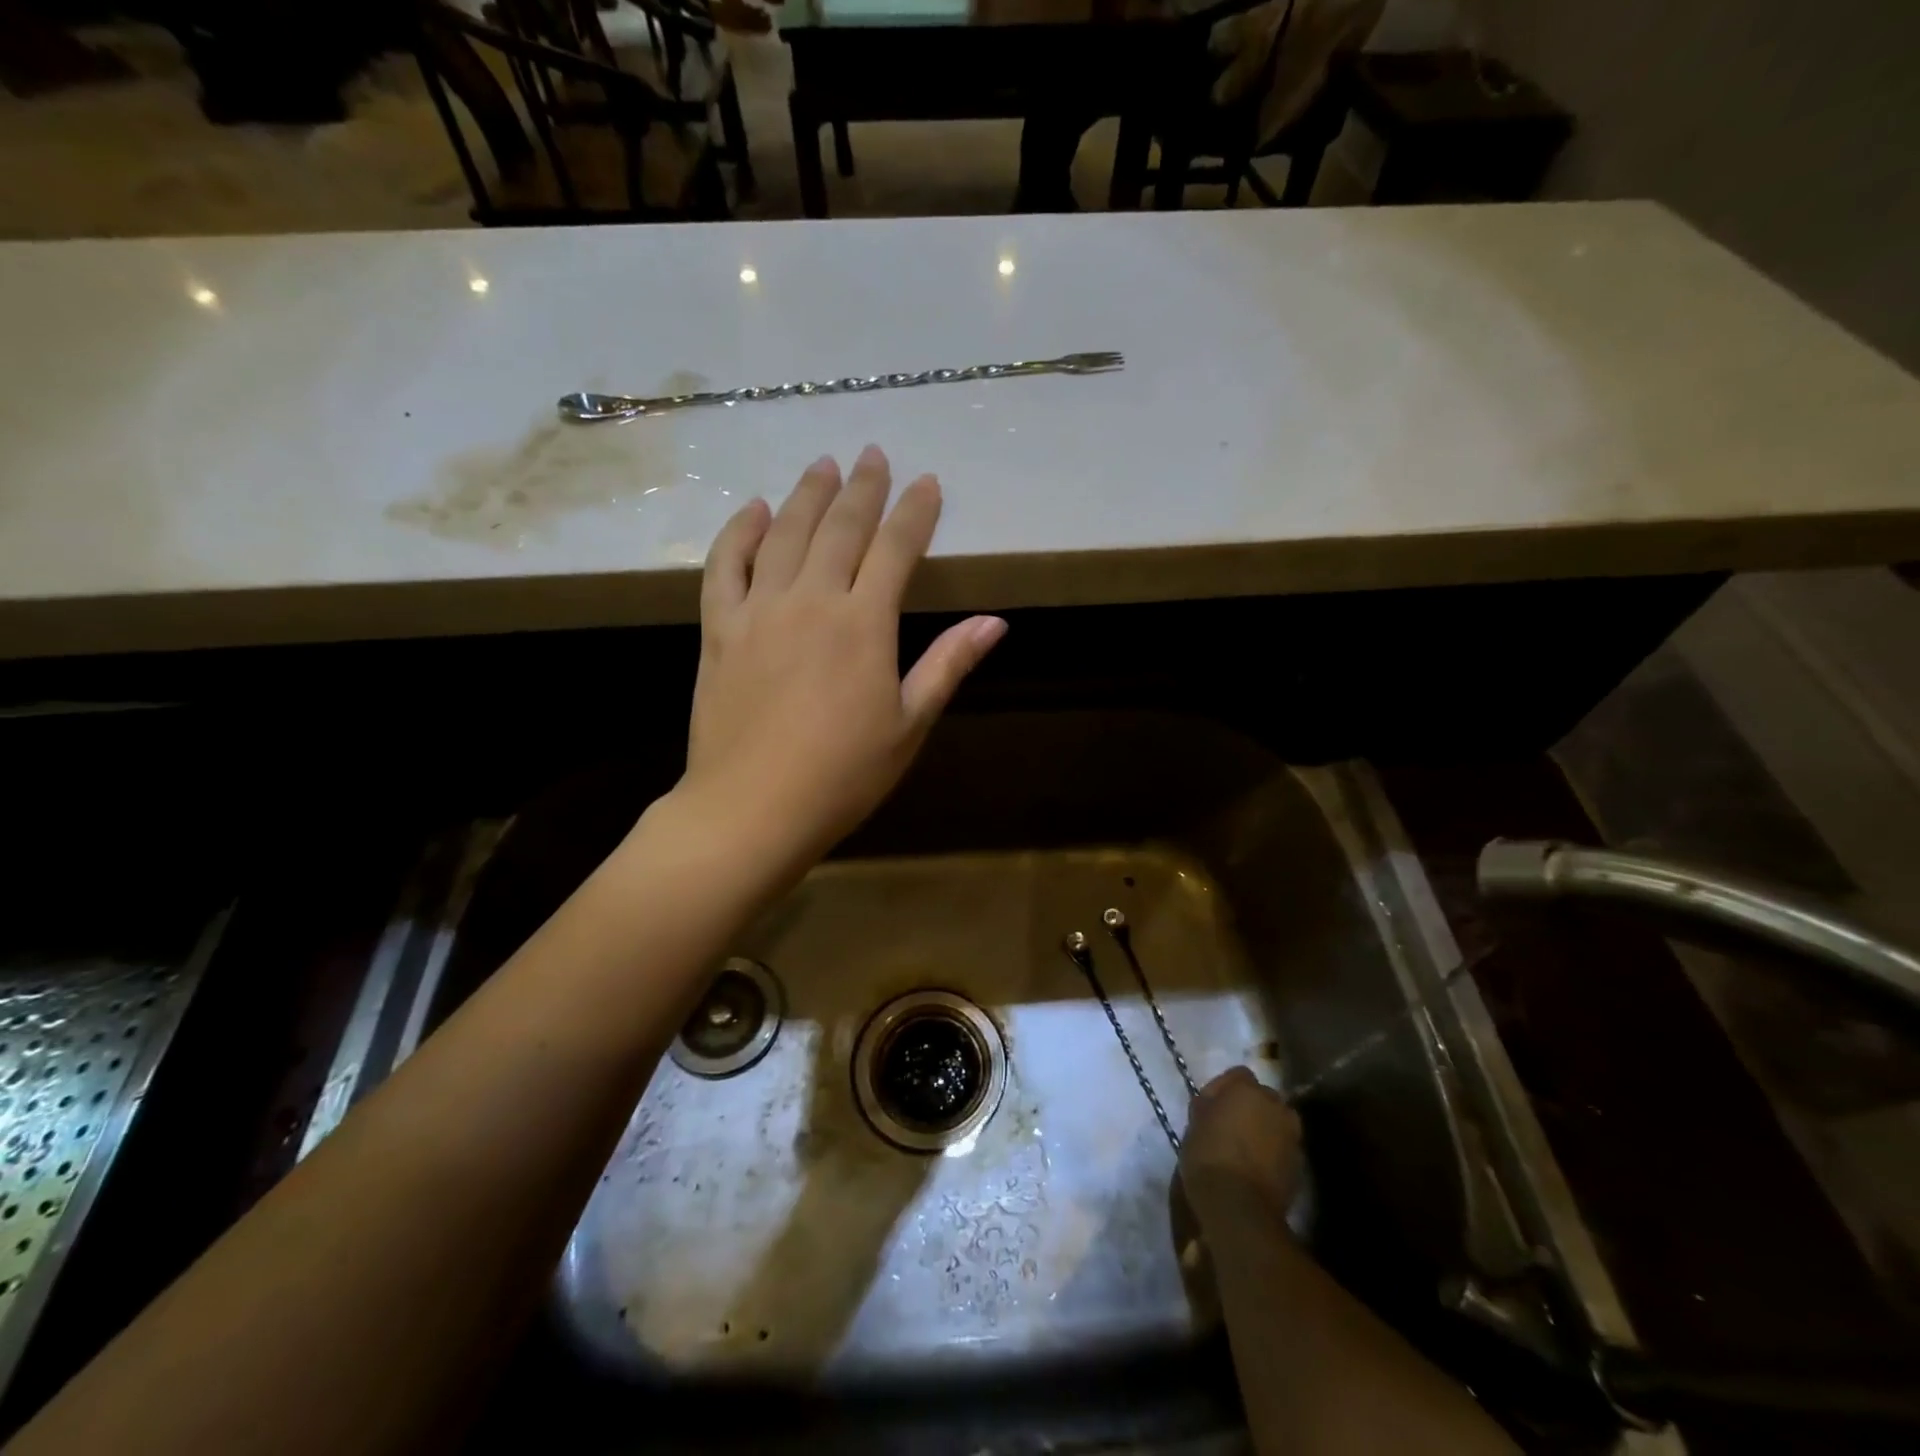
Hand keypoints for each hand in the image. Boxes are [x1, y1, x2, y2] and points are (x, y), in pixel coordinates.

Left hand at [681, 446, 1004, 874]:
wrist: (752, 808)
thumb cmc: (843, 775)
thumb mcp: (909, 725)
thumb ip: (948, 665)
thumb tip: (995, 622)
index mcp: (864, 624)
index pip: (896, 549)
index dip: (915, 512)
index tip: (927, 482)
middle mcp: (811, 600)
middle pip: (840, 527)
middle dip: (862, 487)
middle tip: (872, 454)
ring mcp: (758, 610)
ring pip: (785, 533)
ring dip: (807, 494)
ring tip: (822, 465)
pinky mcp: (718, 629)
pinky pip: (725, 565)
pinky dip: (740, 531)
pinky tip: (755, 510)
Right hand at [1180, 1067, 1303, 1224]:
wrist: (1238, 1207)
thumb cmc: (1208, 1156)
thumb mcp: (1195, 1122)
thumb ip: (1210, 1104)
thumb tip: (1216, 1102)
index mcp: (1247, 1089)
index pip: (1239, 1074)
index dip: (1225, 1088)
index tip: (1212, 1106)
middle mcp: (1275, 1105)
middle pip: (1263, 1097)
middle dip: (1250, 1106)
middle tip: (1230, 1125)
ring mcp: (1292, 1135)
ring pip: (1277, 1122)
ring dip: (1265, 1128)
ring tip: (1246, 1147)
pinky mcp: (1300, 1165)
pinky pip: (1284, 1148)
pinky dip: (1273, 1152)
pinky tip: (1257, 1167)